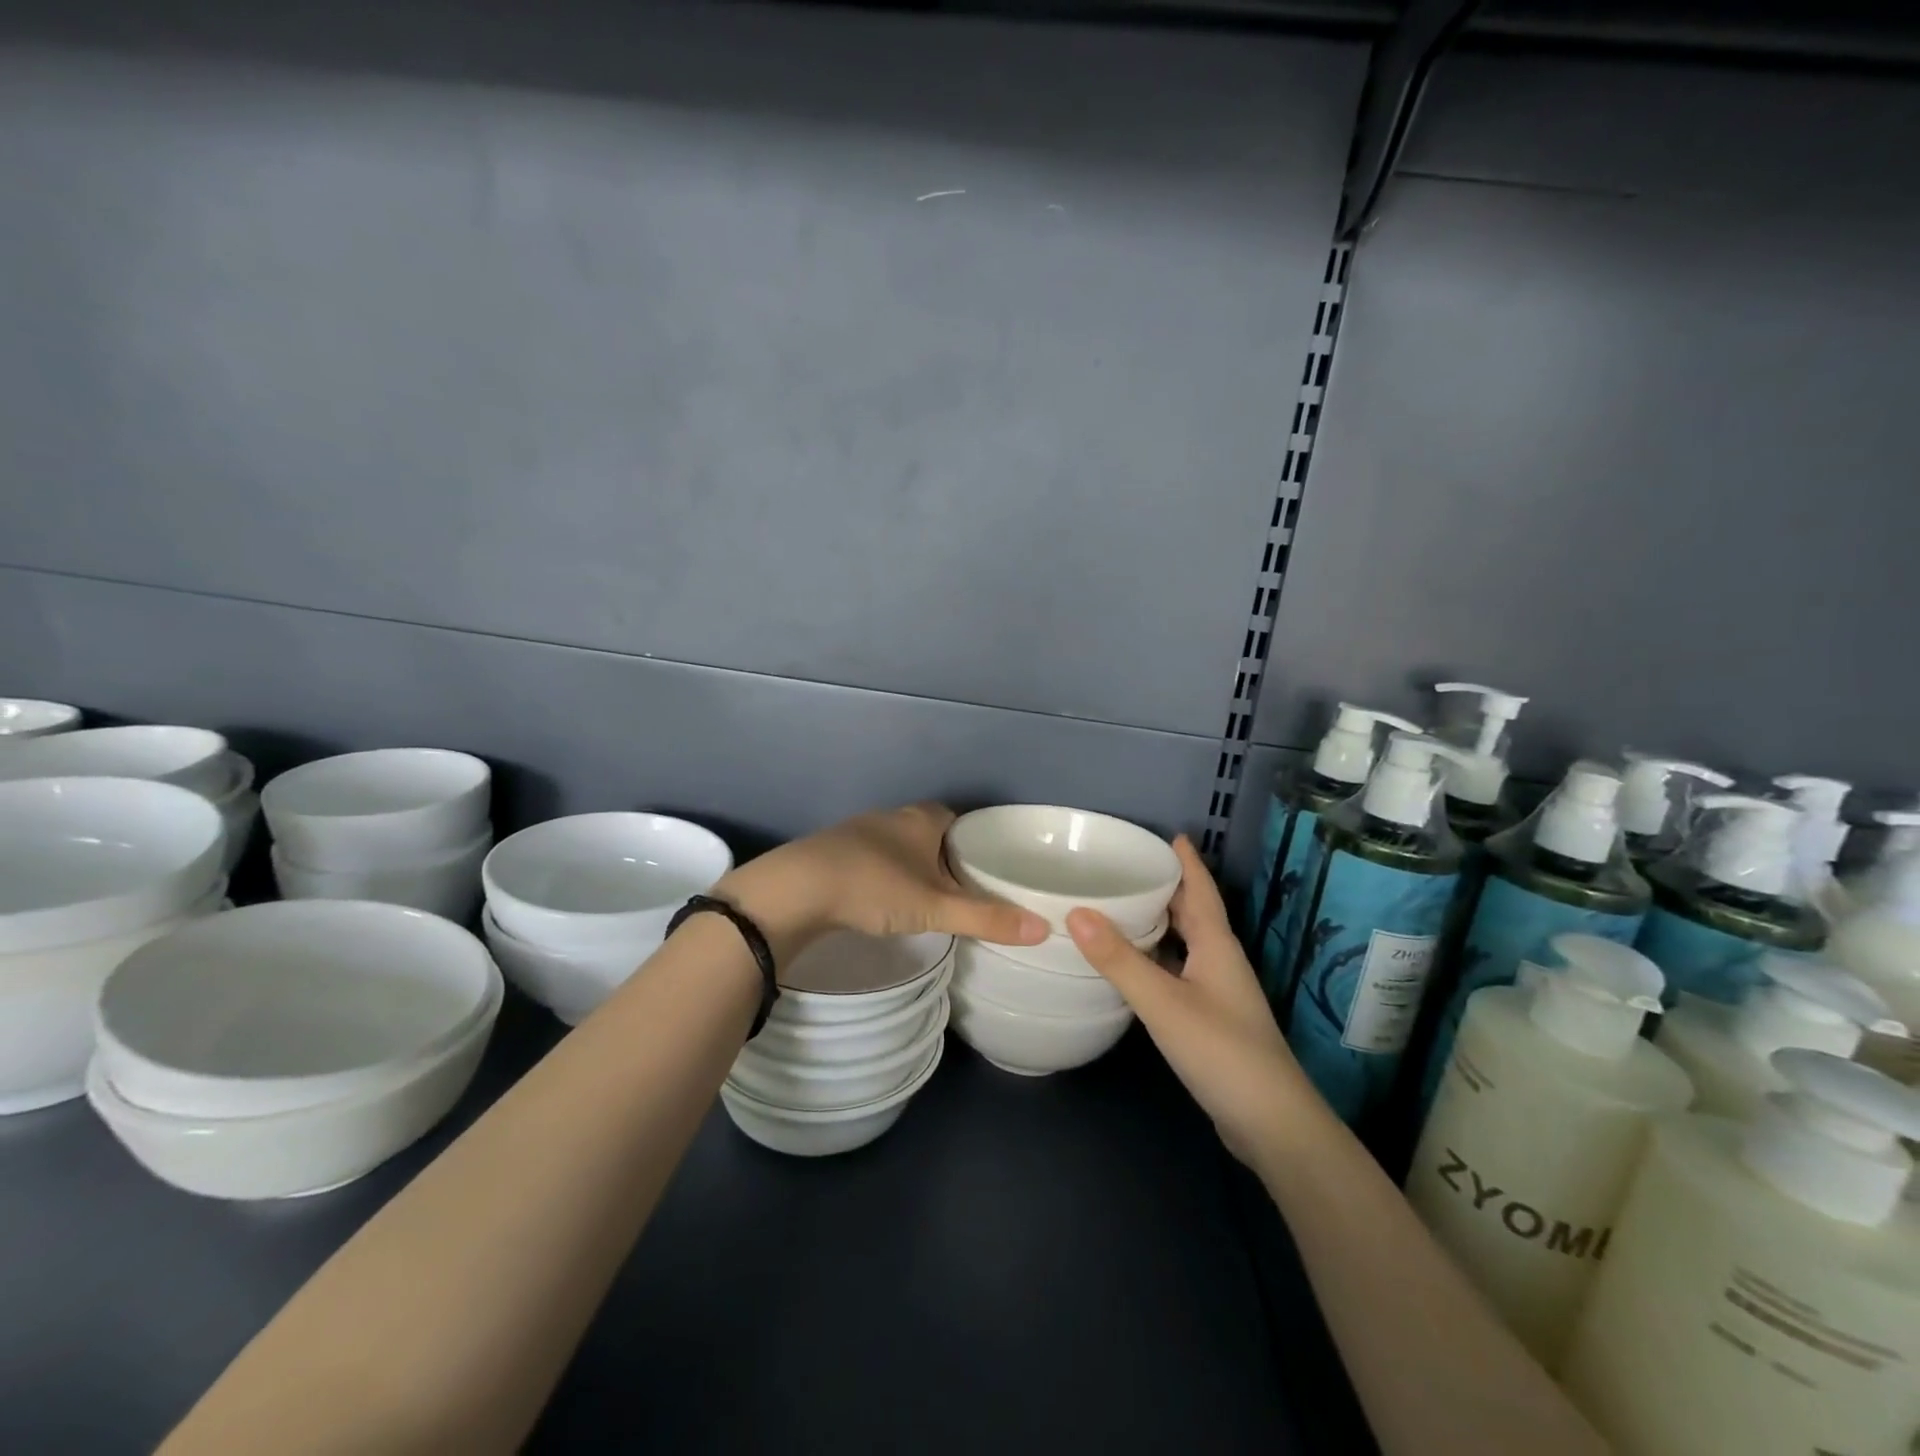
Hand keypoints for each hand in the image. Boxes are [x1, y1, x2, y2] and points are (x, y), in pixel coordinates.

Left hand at [715, 803, 1049, 965]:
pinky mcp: (833, 852)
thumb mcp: (935, 907)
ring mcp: (859, 832)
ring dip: (912, 866)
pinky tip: (883, 900)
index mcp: (922, 819)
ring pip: (899, 846)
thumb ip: (987, 918)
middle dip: (945, 857)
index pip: (959, 820)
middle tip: (963, 889)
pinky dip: (884, 876)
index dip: (975, 841)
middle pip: (929, 832)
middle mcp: (893, 817)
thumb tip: (1044, 929)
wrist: (796, 889)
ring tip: (928, 899)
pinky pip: (871, 860)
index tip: (988, 867)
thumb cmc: (874, 887)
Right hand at [1067, 837, 1310, 1167]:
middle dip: (1165, 886)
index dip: (1186, 862)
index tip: (1167, 834)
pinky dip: (1155, 956)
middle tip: (1125, 865)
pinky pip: (1178, 970)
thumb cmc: (1222, 1052)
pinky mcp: (1209, 1018)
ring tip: (1119, 905)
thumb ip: (1120, 960)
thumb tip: (1076, 911)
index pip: (1201, 890)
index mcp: (1217, 945)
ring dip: (1158, 921)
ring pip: (1185, 942)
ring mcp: (1216, 992)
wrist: (1272, 1124)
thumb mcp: (1164, 1003)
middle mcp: (1219, 961)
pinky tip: (1131, 964)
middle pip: (1192, 912)